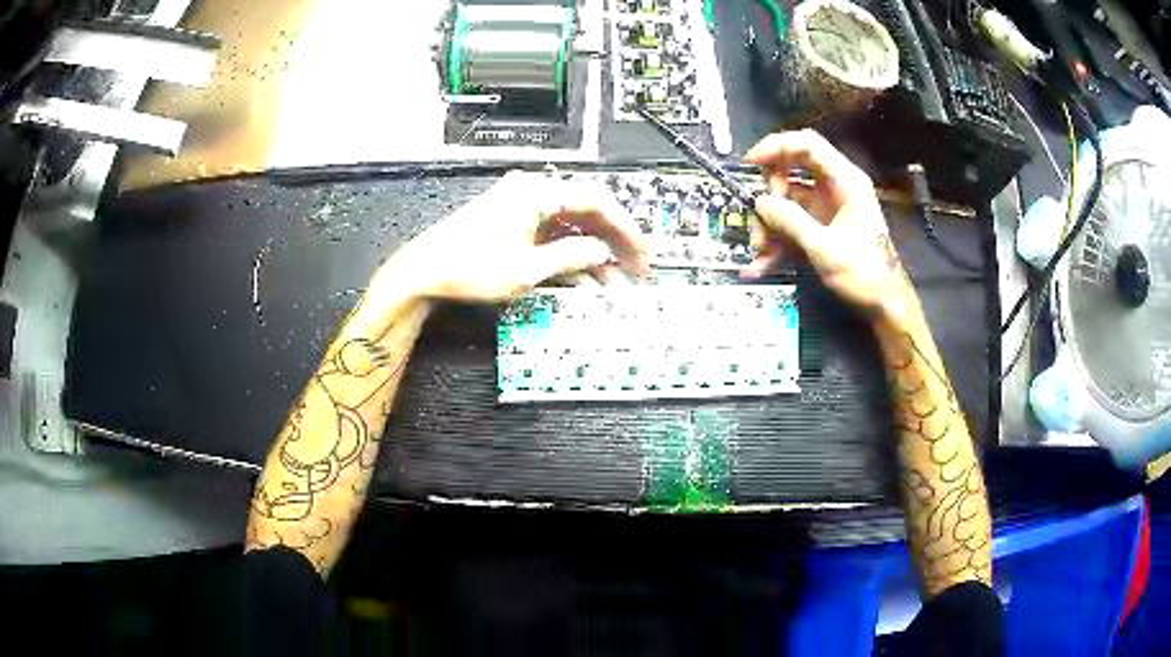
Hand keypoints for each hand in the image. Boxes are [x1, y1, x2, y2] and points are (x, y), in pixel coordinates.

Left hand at [386, 171, 648, 301]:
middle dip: (614, 240)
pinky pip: (553, 234)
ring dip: (593, 250)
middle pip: (586, 211)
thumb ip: (572, 256)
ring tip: (613, 279)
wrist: (423, 273)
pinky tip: (583, 276)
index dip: (626, 228)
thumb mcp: (527, 269)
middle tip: (636, 267)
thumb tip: (603, 251)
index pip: (596, 201)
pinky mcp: (513, 223)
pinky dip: (570, 253)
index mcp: (536, 193)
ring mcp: (521, 208)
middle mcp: (531, 193)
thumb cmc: (467, 267)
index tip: (642, 251)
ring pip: (571, 224)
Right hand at [744, 130, 916, 318]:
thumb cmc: (864, 274)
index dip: (776, 146)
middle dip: (770, 193)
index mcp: (845, 181)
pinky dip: (778, 237)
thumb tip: (760, 202)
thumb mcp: (825, 249)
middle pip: (792, 169)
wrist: (884, 304)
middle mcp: (835, 187)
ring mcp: (827, 206)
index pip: (806, 145)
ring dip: (770, 222)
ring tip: (761, 251)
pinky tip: (766, 261)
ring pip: (787, 199)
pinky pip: (792, 221)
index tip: (750, 164)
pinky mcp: (822, 226)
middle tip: (761, 218)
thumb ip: (791, 222)